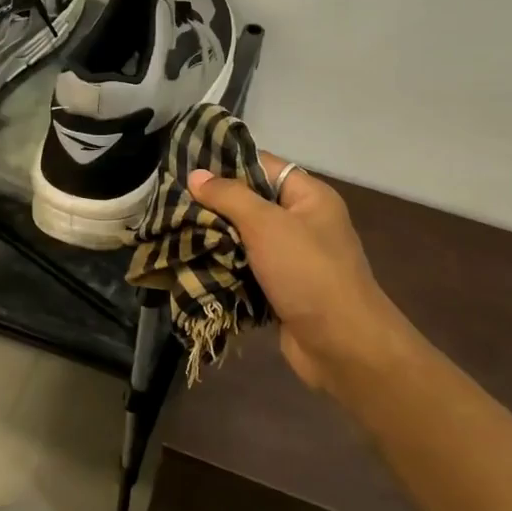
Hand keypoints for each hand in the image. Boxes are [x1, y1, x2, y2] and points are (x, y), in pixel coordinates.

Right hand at [187, 152, 412, 392]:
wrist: (341, 345)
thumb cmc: (308, 273)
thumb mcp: (267, 225)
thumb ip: (230, 196)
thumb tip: (196, 175)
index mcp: (309, 196)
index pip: (262, 165)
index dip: (225, 165)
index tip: (185, 168)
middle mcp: (302, 222)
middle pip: (250, 203)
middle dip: (212, 206)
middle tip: (170, 203)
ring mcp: (291, 258)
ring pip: (243, 239)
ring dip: (213, 239)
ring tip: (171, 232)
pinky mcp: (279, 289)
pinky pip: (245, 269)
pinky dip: (222, 268)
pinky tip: (189, 264)